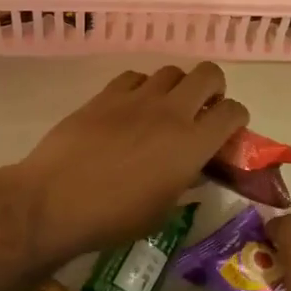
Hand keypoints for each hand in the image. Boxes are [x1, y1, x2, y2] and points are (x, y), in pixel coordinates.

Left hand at [8, 64, 248, 259]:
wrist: (54, 201)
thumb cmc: (113, 219)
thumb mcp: (162, 211)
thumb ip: (185, 182)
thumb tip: (194, 168)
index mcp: (191, 144)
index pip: (233, 112)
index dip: (237, 118)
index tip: (228, 131)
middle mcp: (171, 112)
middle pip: (208, 74)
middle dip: (214, 88)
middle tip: (202, 109)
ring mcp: (137, 98)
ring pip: (171, 71)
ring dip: (176, 87)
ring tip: (164, 109)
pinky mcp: (106, 94)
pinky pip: (135, 77)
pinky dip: (141, 88)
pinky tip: (130, 108)